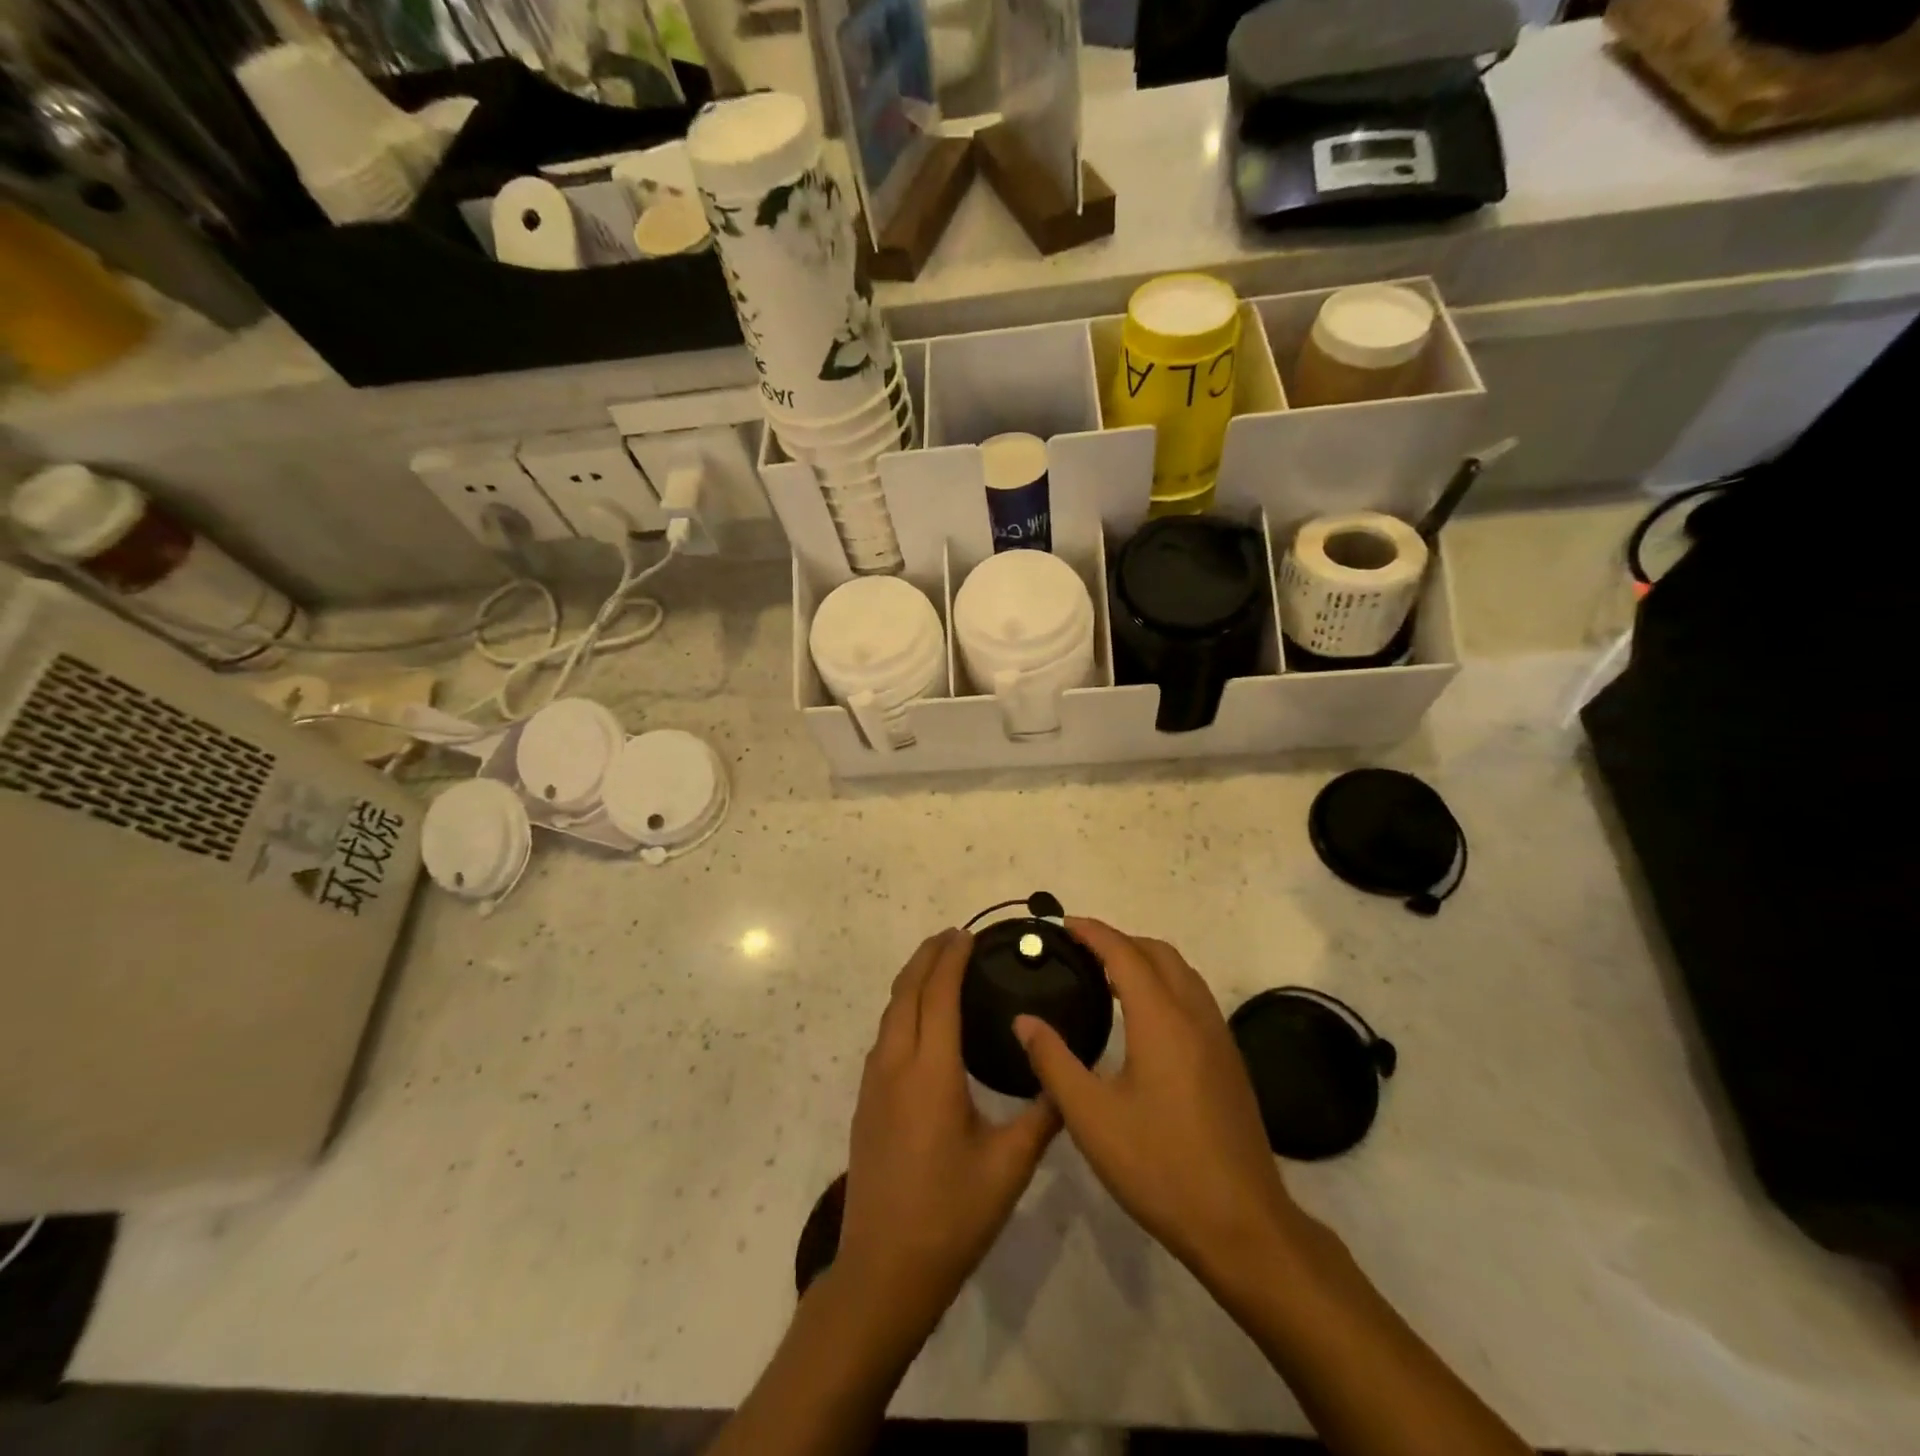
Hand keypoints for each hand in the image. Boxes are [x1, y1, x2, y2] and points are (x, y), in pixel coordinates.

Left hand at [835, 929, 1059, 1337]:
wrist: (884, 1270)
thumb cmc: (951, 1216)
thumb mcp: (1009, 1167)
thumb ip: (1042, 1117)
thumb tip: (1067, 1079)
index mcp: (931, 1072)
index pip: (938, 995)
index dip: (951, 959)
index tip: (968, 935)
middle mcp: (896, 1065)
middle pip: (907, 992)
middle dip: (927, 957)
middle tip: (954, 936)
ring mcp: (874, 1083)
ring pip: (890, 1012)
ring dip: (912, 981)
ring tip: (938, 966)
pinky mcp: (866, 1102)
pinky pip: (884, 1035)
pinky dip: (902, 1008)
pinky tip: (920, 1020)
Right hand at [1015, 919, 1311, 1282]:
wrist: (1243, 1225)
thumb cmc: (1161, 1167)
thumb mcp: (1092, 1118)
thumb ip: (1053, 1062)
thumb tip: (1024, 1020)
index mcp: (1162, 1020)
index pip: (1124, 954)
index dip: (1092, 932)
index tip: (1062, 924)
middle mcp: (1195, 1016)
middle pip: (1158, 953)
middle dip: (1118, 940)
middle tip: (1079, 950)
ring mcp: (1219, 1037)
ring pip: (1182, 973)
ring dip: (1145, 960)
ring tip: (1107, 975)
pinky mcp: (1229, 1060)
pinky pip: (1194, 997)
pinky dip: (1164, 984)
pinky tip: (1143, 1017)